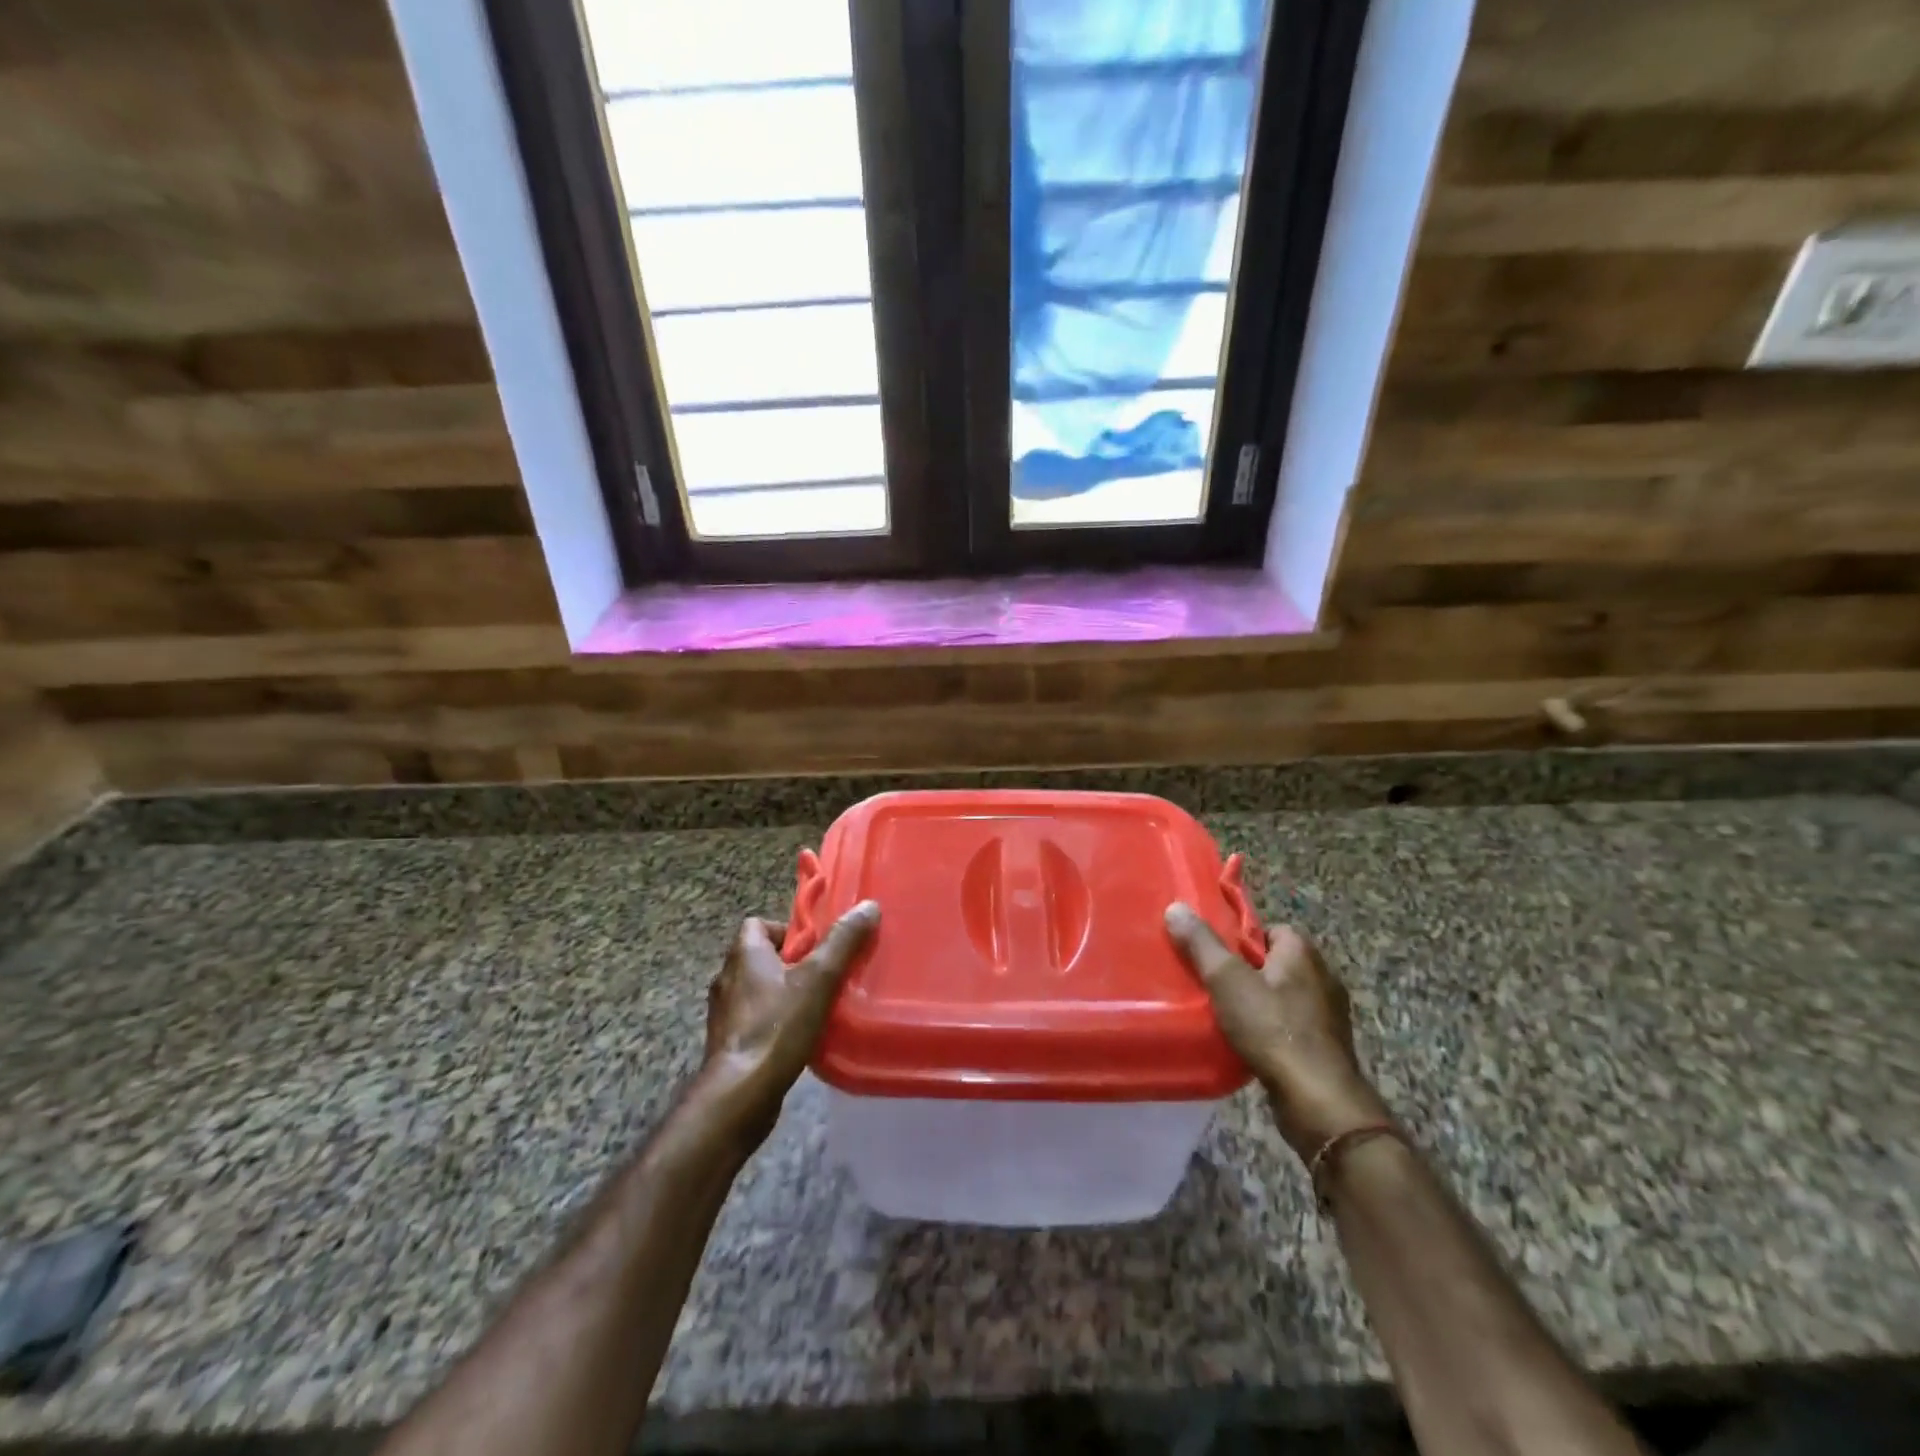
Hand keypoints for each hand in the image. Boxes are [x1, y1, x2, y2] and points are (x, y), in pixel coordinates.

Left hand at [697, 902, 879, 1149]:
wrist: (740, 1094)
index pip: (758, 924)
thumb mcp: (818, 979)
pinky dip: (774, 1023)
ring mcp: (724, 1014)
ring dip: (782, 994)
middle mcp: (727, 978)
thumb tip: (868, 906)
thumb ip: (843, 942)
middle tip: (823, 976)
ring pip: (757, 990)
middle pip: (760, 957)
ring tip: (815, 1007)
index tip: (815, 947)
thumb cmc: (777, 1027)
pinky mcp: (728, 1044)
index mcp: (744, 954)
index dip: (787, 930)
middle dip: (791, 964)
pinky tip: (799, 1038)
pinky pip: (754, 1021)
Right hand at [1165, 904, 1389, 1159]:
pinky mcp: (1326, 1047)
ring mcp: (1328, 1015)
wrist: (1317, 1100)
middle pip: (1275, 963)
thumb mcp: (1227, 980)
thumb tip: (1176, 907)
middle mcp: (1322, 977)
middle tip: (1213, 983)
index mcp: (1303, 953)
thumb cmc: (1272, 1029)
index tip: (1215, 954)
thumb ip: (1201, 944)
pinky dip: (1271, 1030)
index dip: (1241, 939)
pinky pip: (1291, 1026)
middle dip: (1246, 971)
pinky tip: (1247, 1043)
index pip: (1270, 929)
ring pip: (1283, 996)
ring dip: (1258, 1003)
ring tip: (1224, 1014)